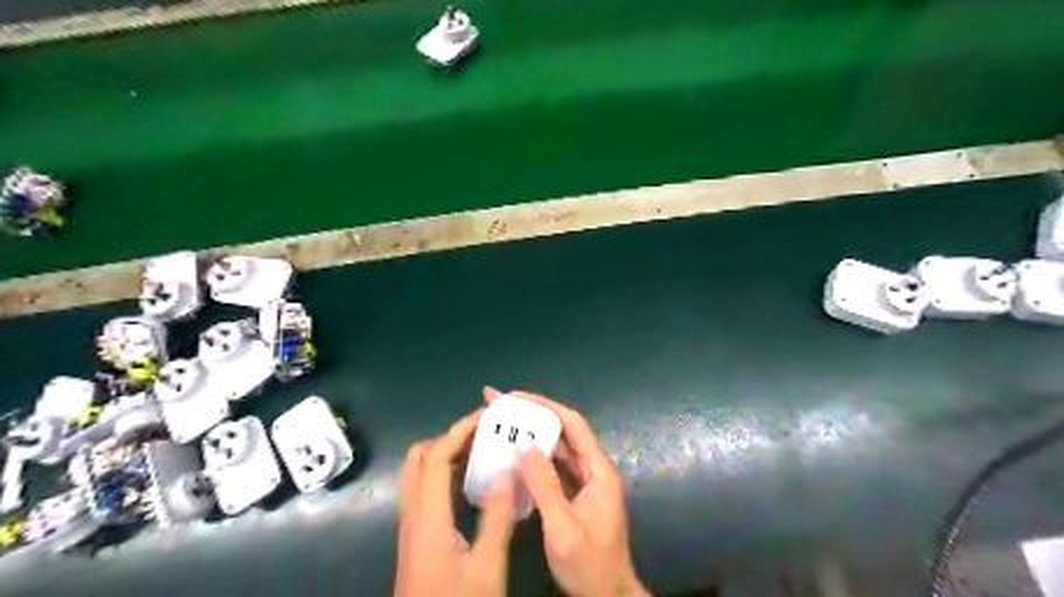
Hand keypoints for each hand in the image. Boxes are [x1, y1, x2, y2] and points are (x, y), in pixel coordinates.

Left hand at [395, 409, 520, 595]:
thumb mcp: (487, 566)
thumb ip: (497, 517)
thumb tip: (508, 470)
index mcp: (428, 518)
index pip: (435, 457)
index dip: (458, 431)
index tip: (486, 417)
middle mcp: (412, 515)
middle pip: (418, 458)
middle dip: (449, 438)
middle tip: (482, 435)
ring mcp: (410, 526)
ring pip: (418, 474)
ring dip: (445, 455)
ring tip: (480, 452)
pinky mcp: (414, 537)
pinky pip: (423, 491)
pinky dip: (443, 475)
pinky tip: (470, 485)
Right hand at [484, 387, 648, 595]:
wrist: (607, 596)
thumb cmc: (589, 564)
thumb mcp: (563, 526)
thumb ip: (545, 485)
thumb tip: (524, 445)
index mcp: (598, 470)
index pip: (573, 424)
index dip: (545, 406)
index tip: (516, 396)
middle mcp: (593, 469)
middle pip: (563, 431)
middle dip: (532, 414)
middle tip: (498, 404)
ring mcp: (584, 482)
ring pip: (557, 448)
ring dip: (531, 433)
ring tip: (501, 422)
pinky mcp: (575, 495)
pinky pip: (553, 467)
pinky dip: (533, 457)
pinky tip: (512, 455)